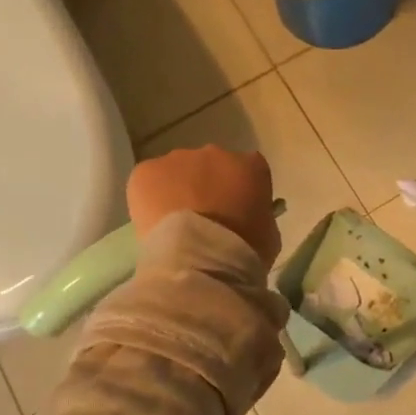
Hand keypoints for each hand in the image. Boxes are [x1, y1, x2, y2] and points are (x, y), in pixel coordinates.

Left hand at [127, 147, 280, 267]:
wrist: (199, 261)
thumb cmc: (243, 251)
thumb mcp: (269, 235)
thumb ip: (260, 215)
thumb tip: (249, 215)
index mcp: (251, 166)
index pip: (249, 171)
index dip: (240, 191)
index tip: (236, 213)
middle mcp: (215, 153)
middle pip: (211, 166)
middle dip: (207, 187)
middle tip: (203, 220)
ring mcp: (178, 159)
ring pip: (177, 171)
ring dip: (178, 190)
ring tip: (176, 225)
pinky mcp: (146, 171)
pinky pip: (148, 180)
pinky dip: (149, 197)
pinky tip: (154, 223)